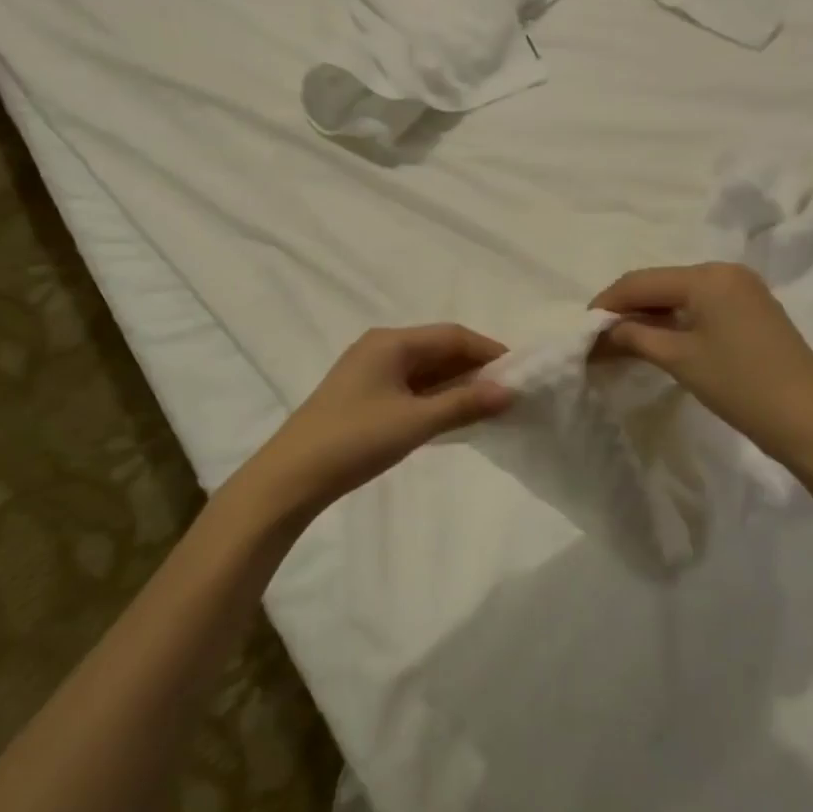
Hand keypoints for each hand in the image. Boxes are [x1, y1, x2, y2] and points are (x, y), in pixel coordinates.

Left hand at [247, 325, 512, 516]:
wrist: (293, 475)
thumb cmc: (356, 440)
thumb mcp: (416, 422)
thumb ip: (464, 404)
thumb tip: (509, 391)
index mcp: (391, 342)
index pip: (452, 335)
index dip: (489, 351)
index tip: (519, 374)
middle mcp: (381, 347)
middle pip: (438, 349)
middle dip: (474, 368)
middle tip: (508, 393)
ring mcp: (369, 371)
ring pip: (425, 369)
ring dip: (456, 384)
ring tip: (488, 407)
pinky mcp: (363, 395)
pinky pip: (410, 386)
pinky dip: (435, 397)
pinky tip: (453, 416)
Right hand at [591, 263, 812, 475]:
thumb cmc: (741, 385)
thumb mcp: (679, 358)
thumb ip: (635, 336)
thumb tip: (601, 332)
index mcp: (707, 275)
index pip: (641, 281)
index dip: (606, 303)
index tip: (581, 329)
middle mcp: (725, 272)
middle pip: (660, 284)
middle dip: (627, 309)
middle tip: (599, 339)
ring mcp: (743, 290)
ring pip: (679, 296)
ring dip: (649, 316)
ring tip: (622, 343)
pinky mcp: (752, 311)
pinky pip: (701, 306)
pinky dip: (675, 322)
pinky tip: (658, 342)